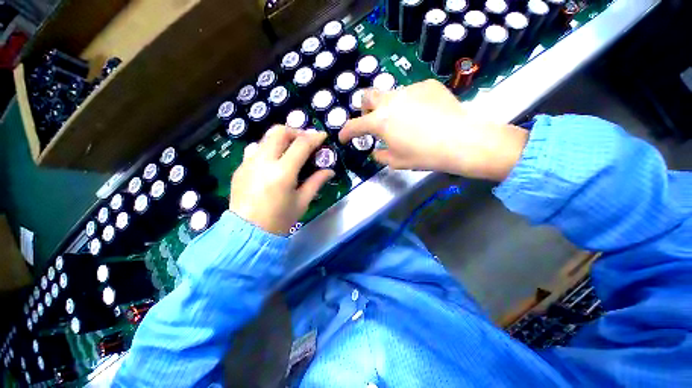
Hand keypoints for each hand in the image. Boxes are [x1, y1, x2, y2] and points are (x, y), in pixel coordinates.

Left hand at [230, 126, 333, 234]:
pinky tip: (275, 162)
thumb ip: (316, 182)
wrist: (247, 234)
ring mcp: (248, 163)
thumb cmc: (280, 220)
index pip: (301, 145)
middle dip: (296, 131)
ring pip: (265, 138)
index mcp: (282, 173)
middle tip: (306, 141)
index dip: (314, 137)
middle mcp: (263, 162)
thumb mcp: (302, 201)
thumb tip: (330, 171)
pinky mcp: (240, 168)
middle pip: (279, 132)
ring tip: (291, 150)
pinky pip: (256, 150)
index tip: (323, 136)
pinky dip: (269, 149)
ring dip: (281, 139)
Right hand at [339, 79, 528, 180]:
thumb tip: (376, 151)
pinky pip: (412, 93)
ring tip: (404, 121)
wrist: (461, 140)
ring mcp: (410, 89)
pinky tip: (424, 114)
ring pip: (391, 94)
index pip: (354, 125)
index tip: (343, 137)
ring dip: (389, 107)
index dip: (346, 132)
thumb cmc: (424, 155)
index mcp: (380, 121)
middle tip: (372, 121)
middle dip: (364, 108)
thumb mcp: (397, 161)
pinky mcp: (428, 85)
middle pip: (367, 95)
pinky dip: (410, 103)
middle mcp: (391, 101)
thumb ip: (381, 155)